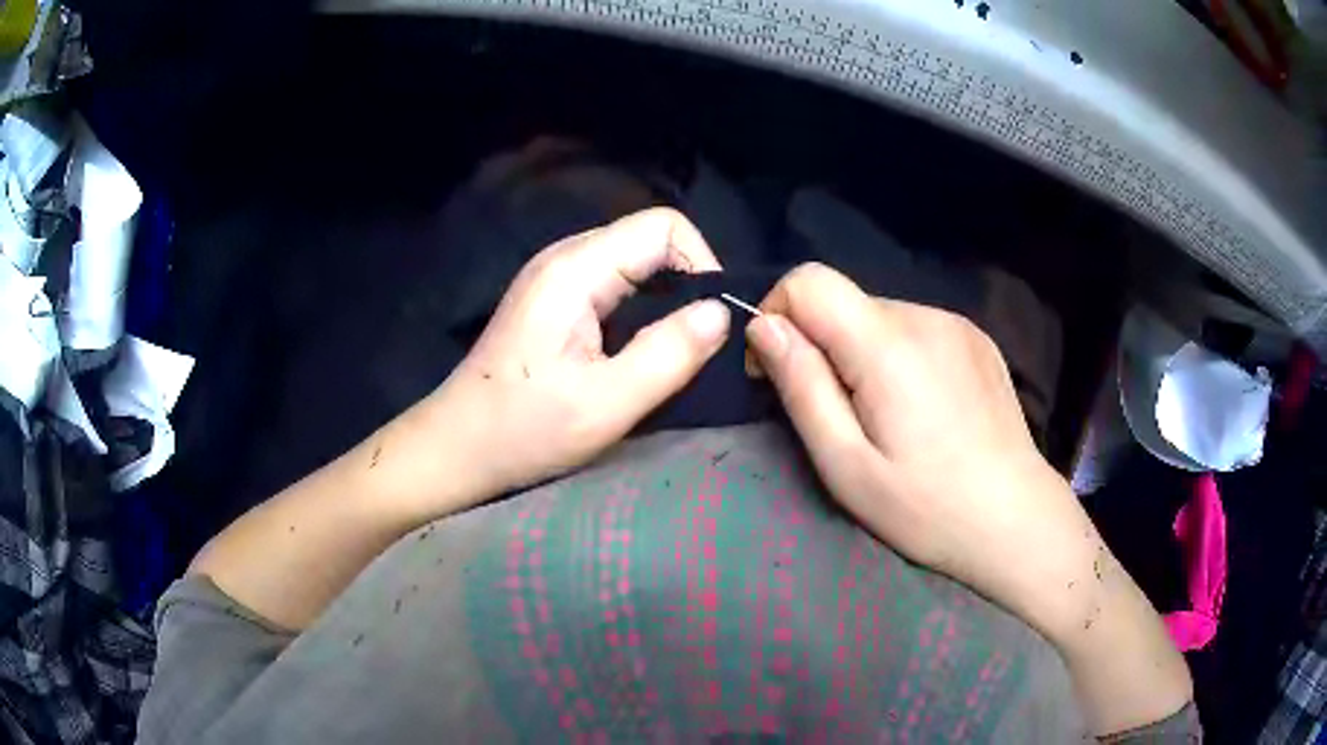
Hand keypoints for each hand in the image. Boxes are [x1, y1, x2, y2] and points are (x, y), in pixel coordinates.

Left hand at [421, 207, 730, 503]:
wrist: (456, 447)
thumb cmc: (523, 430)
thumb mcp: (606, 403)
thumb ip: (670, 354)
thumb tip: (722, 313)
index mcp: (575, 269)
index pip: (664, 226)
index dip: (701, 264)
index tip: (712, 323)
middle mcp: (565, 256)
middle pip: (649, 239)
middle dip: (688, 283)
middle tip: (700, 344)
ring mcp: (555, 275)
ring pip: (634, 261)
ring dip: (666, 299)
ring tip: (675, 350)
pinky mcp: (553, 298)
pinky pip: (614, 282)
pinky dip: (641, 308)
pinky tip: (640, 350)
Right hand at [743, 263, 1191, 733]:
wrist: (1016, 519)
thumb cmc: (926, 507)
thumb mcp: (845, 465)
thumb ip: (802, 386)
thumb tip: (765, 327)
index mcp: (887, 344)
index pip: (809, 279)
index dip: (778, 314)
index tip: (778, 371)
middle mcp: (925, 315)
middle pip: (845, 302)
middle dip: (822, 346)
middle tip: (839, 417)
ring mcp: (957, 324)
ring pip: (880, 316)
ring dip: (862, 354)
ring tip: (885, 418)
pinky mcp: (977, 338)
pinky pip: (917, 329)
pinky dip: (899, 356)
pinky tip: (922, 408)